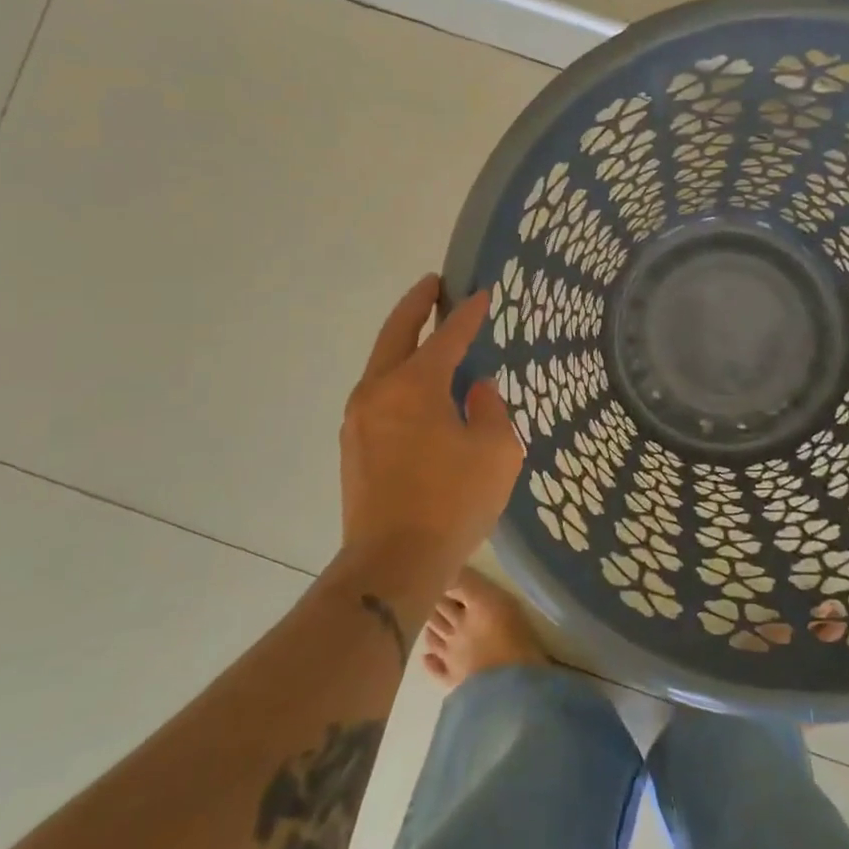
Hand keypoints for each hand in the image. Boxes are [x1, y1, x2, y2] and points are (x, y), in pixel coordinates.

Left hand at [338, 275, 523, 587]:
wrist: (392, 564)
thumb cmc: (452, 503)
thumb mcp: (496, 452)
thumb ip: (491, 410)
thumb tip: (477, 390)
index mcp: (415, 385)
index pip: (447, 336)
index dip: (468, 314)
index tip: (482, 293)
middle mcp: (379, 391)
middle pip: (396, 334)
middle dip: (416, 305)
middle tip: (433, 284)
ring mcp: (358, 419)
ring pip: (381, 364)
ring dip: (403, 341)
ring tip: (427, 334)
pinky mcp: (353, 446)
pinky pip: (378, 394)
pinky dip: (397, 376)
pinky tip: (417, 389)